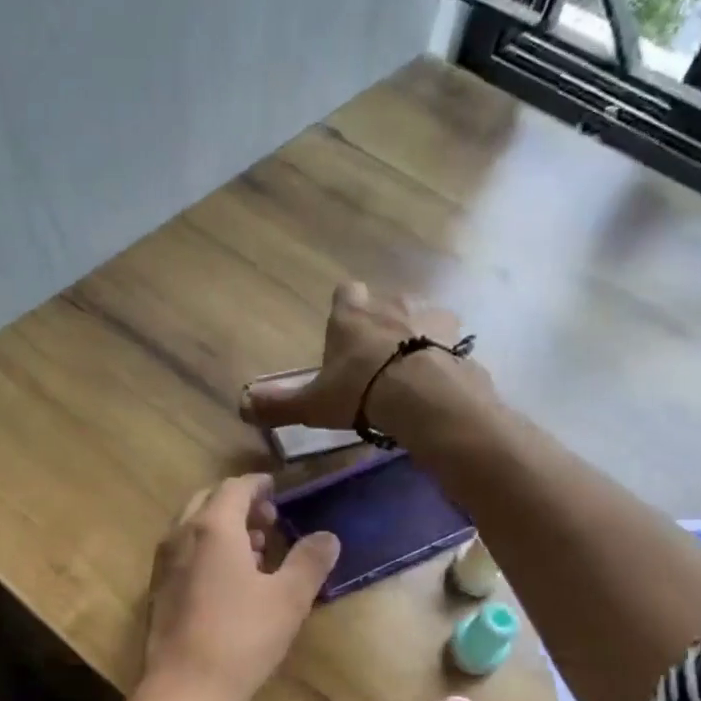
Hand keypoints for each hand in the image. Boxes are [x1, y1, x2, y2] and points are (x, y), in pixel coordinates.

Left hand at [142, 473, 338, 700]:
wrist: (184, 690)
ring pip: (193, 527)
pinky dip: (207, 549)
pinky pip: (184, 552)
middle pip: (209, 501)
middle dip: (240, 504)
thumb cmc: (241, 638)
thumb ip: (309, 561)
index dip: (258, 485)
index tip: (277, 490)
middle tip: (269, 522)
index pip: (235, 488)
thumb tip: (327, 537)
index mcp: (213, 528)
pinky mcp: (158, 590)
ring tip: (256, 550)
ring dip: (223, 527)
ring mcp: (164, 564)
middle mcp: (181, 536)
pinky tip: (229, 580)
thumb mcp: (289, 599)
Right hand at [240, 281, 458, 432]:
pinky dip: (441, 354)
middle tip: (375, 363)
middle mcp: (389, 302)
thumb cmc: (360, 392)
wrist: (424, 396)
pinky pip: (446, 339)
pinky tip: (436, 380)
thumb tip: (241, 406)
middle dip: (380, 326)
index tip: (344, 336)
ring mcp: (428, 313)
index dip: (345, 312)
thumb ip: (278, 404)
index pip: (345, 294)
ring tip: (409, 373)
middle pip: (383, 304)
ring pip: (417, 317)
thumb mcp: (313, 405)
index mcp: (351, 314)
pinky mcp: (458, 334)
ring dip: (413, 336)